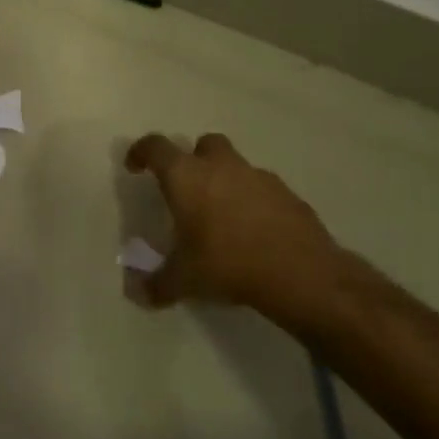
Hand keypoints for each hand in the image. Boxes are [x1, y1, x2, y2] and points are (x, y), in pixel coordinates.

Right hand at [124, 132, 353, 315]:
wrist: (302, 275)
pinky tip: (255, 232)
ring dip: (226, 181)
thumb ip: (157, 284)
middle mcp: (221, 166)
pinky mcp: (289, 195)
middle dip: (194, 159)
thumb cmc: (228, 265)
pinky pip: (264, 190)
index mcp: (186, 177)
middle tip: (188, 188)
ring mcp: (259, 177)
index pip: (155, 147)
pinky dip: (255, 202)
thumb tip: (136, 293)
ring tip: (223, 217)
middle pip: (204, 144)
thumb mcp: (184, 280)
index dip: (141, 152)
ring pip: (237, 166)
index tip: (135, 166)